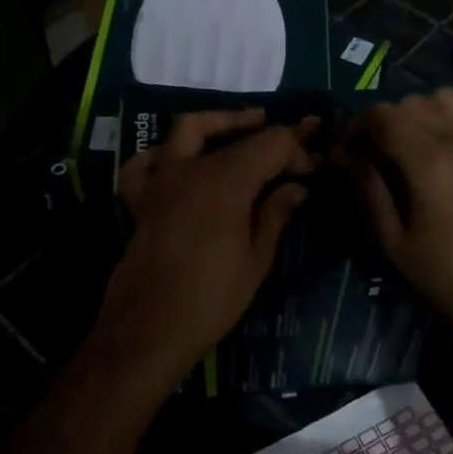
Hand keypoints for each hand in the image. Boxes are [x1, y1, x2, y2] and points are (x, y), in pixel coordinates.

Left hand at [96, 109, 315, 384]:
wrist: (149, 330)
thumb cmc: (212, 299)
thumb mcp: (256, 259)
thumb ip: (275, 214)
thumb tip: (296, 187)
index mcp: (226, 181)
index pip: (271, 143)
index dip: (296, 150)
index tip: (312, 170)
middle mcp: (191, 169)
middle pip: (235, 133)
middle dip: (269, 133)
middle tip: (296, 136)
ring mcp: (161, 180)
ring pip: (187, 129)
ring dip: (219, 123)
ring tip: (243, 126)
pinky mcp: (140, 199)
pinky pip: (146, 162)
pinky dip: (163, 154)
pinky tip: (179, 160)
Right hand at [336, 89, 452, 343]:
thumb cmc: (447, 276)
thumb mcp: (394, 240)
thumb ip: (367, 189)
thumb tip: (343, 155)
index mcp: (429, 159)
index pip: (381, 116)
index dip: (355, 128)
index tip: (344, 155)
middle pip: (408, 103)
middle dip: (382, 122)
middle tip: (370, 157)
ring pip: (440, 99)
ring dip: (416, 114)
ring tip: (406, 149)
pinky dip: (444, 119)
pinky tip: (438, 153)